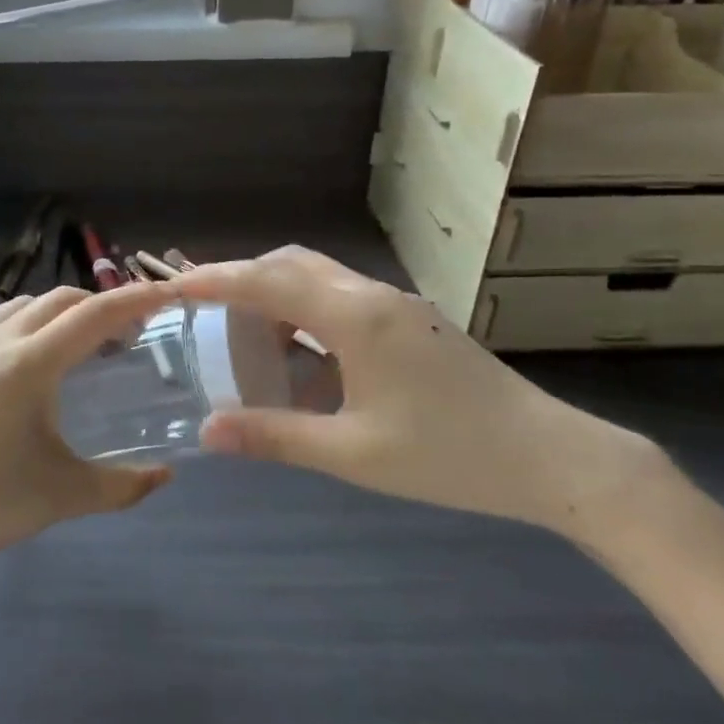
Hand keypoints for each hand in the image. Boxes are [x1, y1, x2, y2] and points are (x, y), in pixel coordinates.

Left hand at [0, 282, 179, 572]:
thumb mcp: (64, 496)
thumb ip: (123, 485)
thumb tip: (166, 476)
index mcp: (28, 366)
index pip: (94, 315)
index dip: (135, 299)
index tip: (166, 293)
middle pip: (61, 299)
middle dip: (100, 305)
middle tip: (126, 334)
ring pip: (25, 304)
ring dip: (61, 311)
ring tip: (78, 344)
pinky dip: (26, 322)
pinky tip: (28, 359)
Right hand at [174, 247, 668, 537]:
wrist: (550, 459)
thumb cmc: (449, 456)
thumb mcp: (353, 453)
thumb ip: (275, 436)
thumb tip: (208, 431)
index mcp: (354, 318)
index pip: (267, 282)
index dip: (215, 280)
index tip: (172, 285)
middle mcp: (373, 296)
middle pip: (292, 265)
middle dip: (244, 281)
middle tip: (206, 314)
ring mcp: (398, 306)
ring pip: (321, 280)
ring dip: (279, 300)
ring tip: (250, 346)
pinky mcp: (414, 323)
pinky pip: (345, 303)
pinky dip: (310, 319)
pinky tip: (307, 369)